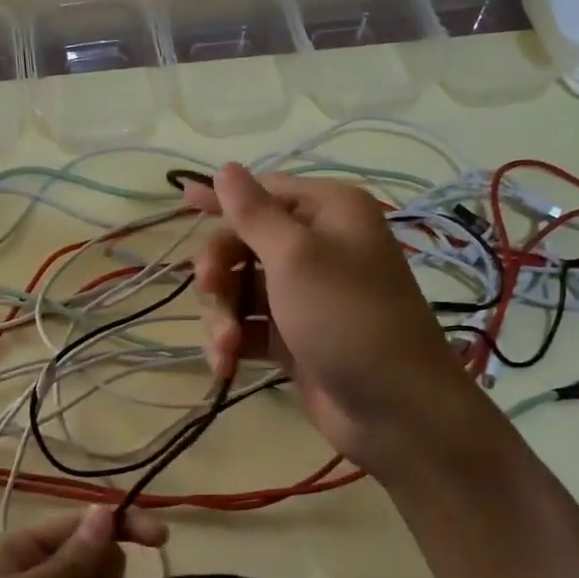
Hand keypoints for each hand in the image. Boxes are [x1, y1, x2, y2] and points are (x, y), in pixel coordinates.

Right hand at [187, 163, 495, 472]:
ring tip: (225, 347)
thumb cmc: (347, 317)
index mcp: (327, 212)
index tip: (183, 200)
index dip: (223, 198)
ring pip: (239, 288)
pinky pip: (249, 326)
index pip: (263, 193)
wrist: (395, 409)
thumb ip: (253, 213)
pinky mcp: (293, 336)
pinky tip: (225, 365)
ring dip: (223, 315)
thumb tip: (226, 168)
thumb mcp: (296, 258)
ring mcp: (304, 294)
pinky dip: (233, 341)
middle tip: (209, 289)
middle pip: (243, 242)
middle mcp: (317, 246)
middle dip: (220, 270)